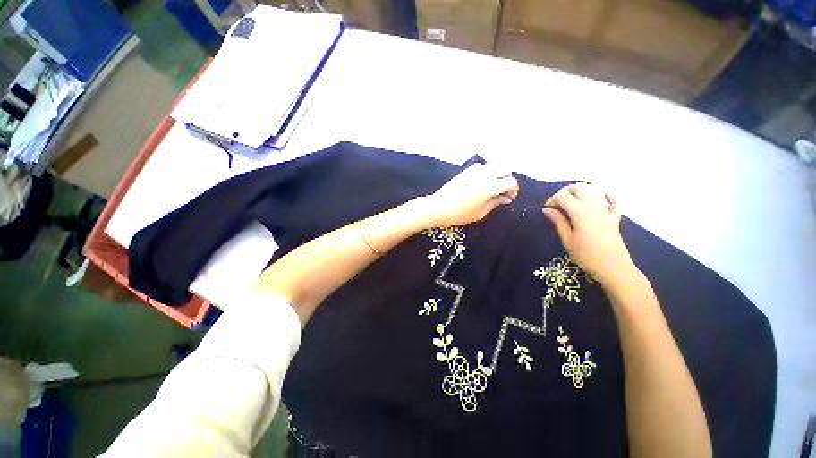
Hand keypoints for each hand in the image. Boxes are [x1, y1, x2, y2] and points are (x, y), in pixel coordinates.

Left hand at [424, 163, 518, 227]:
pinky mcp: (466, 170)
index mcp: (490, 186)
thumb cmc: (460, 214)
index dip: (513, 190)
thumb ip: (495, 203)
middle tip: (503, 191)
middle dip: (508, 178)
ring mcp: (474, 170)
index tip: (509, 198)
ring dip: (498, 173)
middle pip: (505, 168)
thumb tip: (506, 198)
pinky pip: (482, 166)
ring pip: (494, 165)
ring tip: (493, 186)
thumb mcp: (480, 213)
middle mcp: (485, 174)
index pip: (510, 182)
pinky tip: (482, 182)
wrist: (438, 207)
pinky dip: (487, 171)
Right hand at [542, 183, 635, 284]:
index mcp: (580, 212)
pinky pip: (612, 199)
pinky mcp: (614, 216)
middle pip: (579, 188)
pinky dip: (604, 195)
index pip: (562, 196)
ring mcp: (606, 210)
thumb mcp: (567, 239)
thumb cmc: (586, 255)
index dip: (552, 200)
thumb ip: (558, 221)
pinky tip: (598, 197)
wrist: (613, 267)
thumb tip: (547, 209)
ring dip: (582, 190)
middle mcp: (594, 206)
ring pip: (595, 190)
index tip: (546, 209)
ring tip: (572, 200)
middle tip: (557, 202)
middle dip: (565, 191)